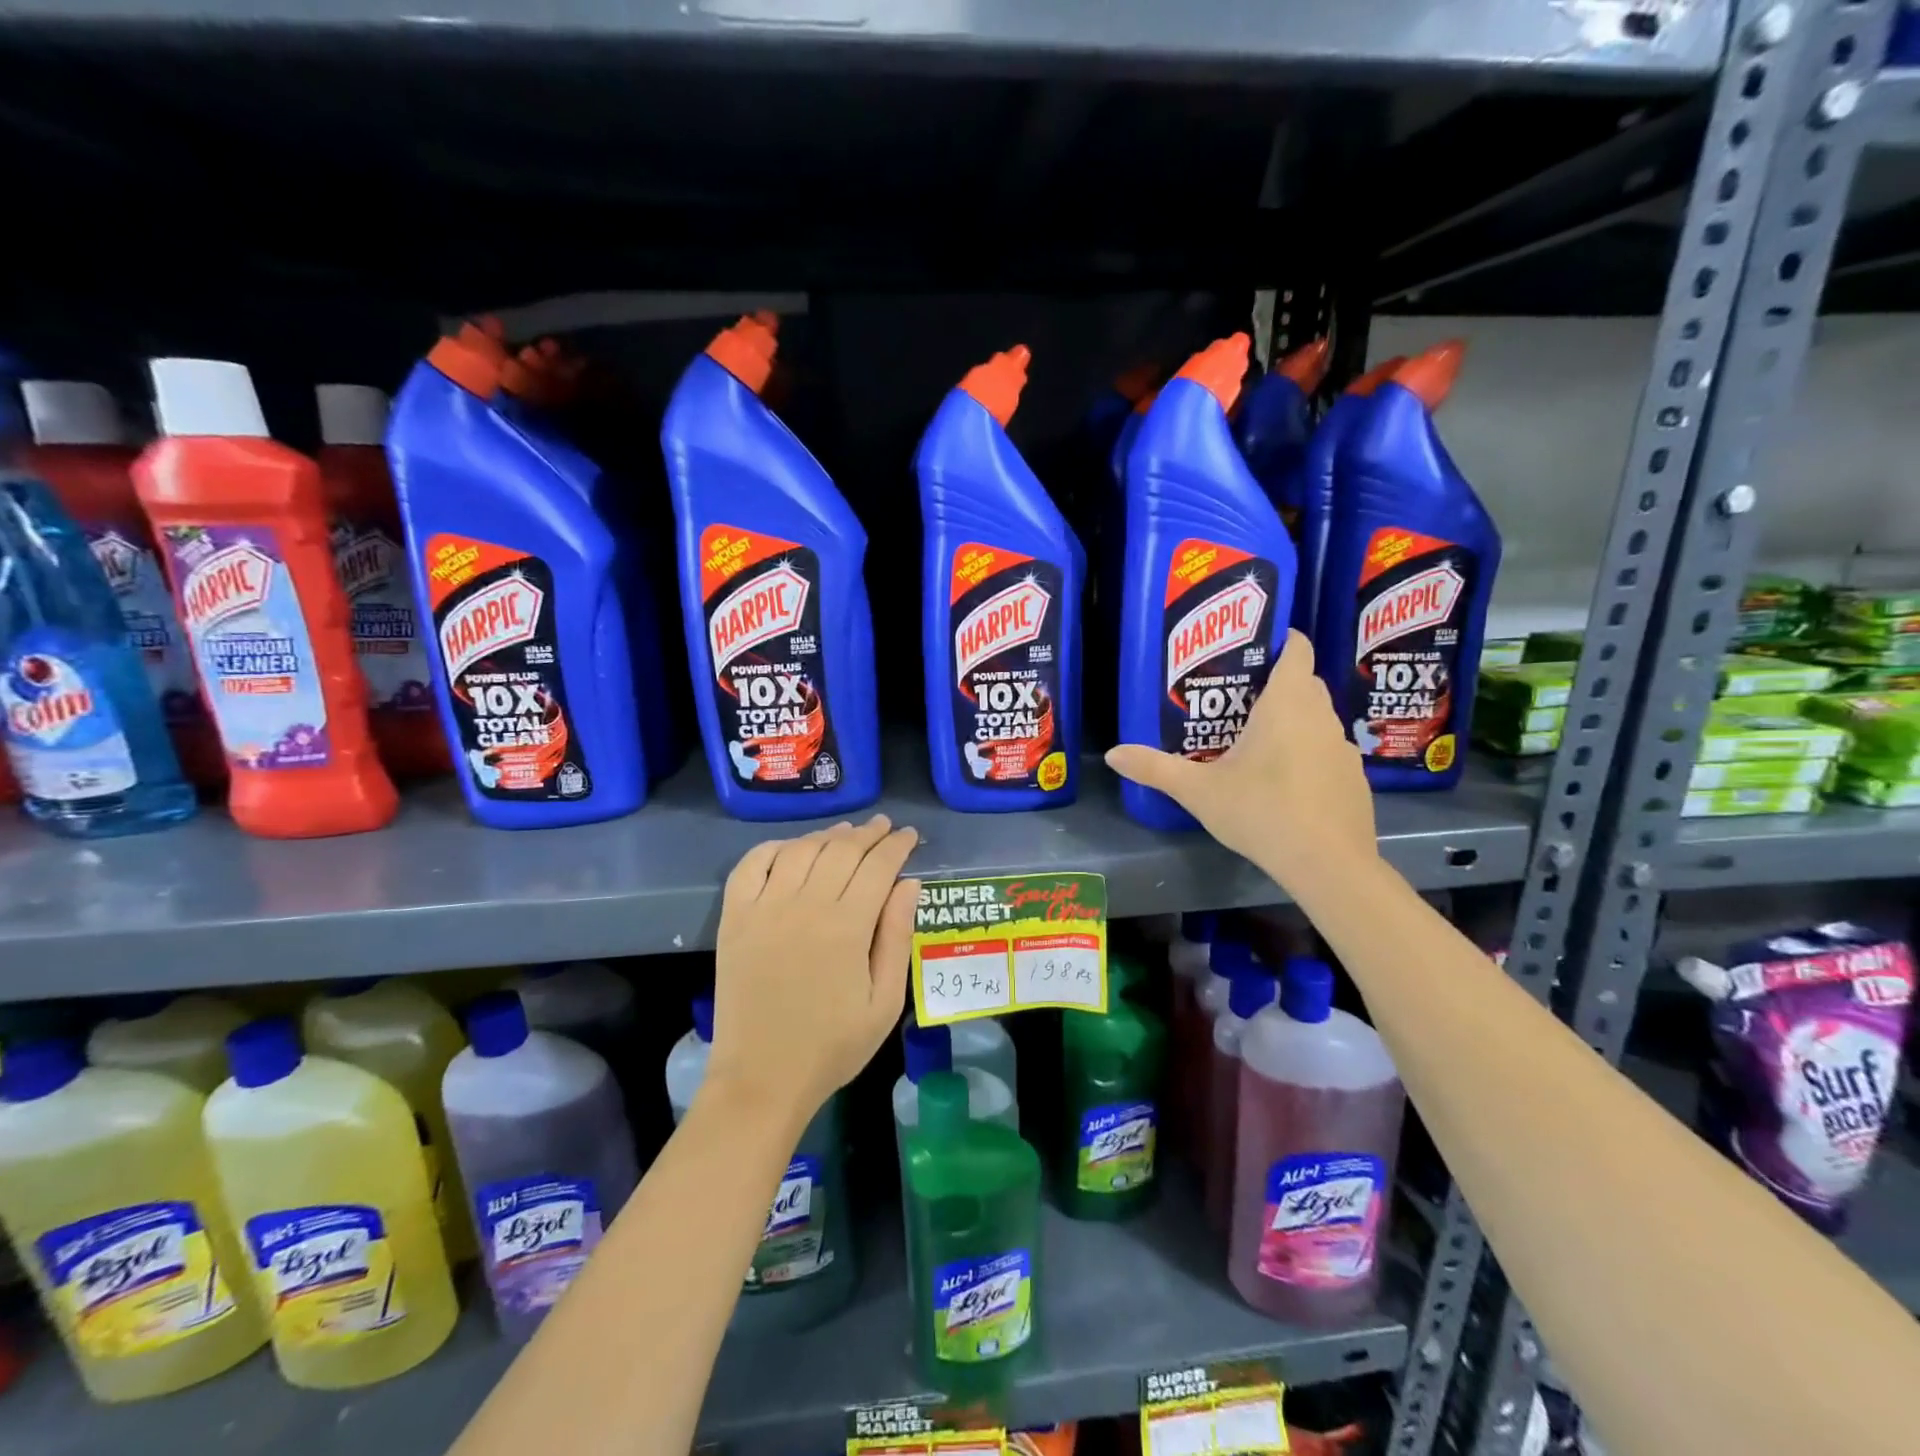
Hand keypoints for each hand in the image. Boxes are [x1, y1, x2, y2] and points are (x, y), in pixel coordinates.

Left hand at [706, 815, 920, 1125]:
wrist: (762, 1078)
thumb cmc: (833, 1046)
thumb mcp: (884, 1002)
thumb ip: (897, 937)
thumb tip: (909, 884)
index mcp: (847, 927)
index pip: (878, 866)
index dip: (896, 845)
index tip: (909, 836)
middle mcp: (805, 905)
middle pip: (842, 850)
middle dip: (868, 834)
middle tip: (884, 827)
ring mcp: (765, 908)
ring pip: (801, 850)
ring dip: (827, 835)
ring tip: (846, 833)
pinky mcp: (735, 918)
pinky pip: (751, 865)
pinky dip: (774, 847)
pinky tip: (792, 849)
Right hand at [1105, 630, 1377, 896]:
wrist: (1327, 864)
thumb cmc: (1261, 812)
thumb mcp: (1199, 791)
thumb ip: (1155, 769)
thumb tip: (1113, 754)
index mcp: (1287, 704)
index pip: (1296, 649)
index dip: (1281, 639)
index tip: (1255, 645)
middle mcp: (1321, 717)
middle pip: (1305, 683)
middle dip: (1277, 682)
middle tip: (1239, 697)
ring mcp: (1343, 748)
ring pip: (1318, 719)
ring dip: (1294, 721)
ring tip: (1258, 740)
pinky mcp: (1354, 779)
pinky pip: (1328, 751)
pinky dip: (1309, 754)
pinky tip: (1287, 782)